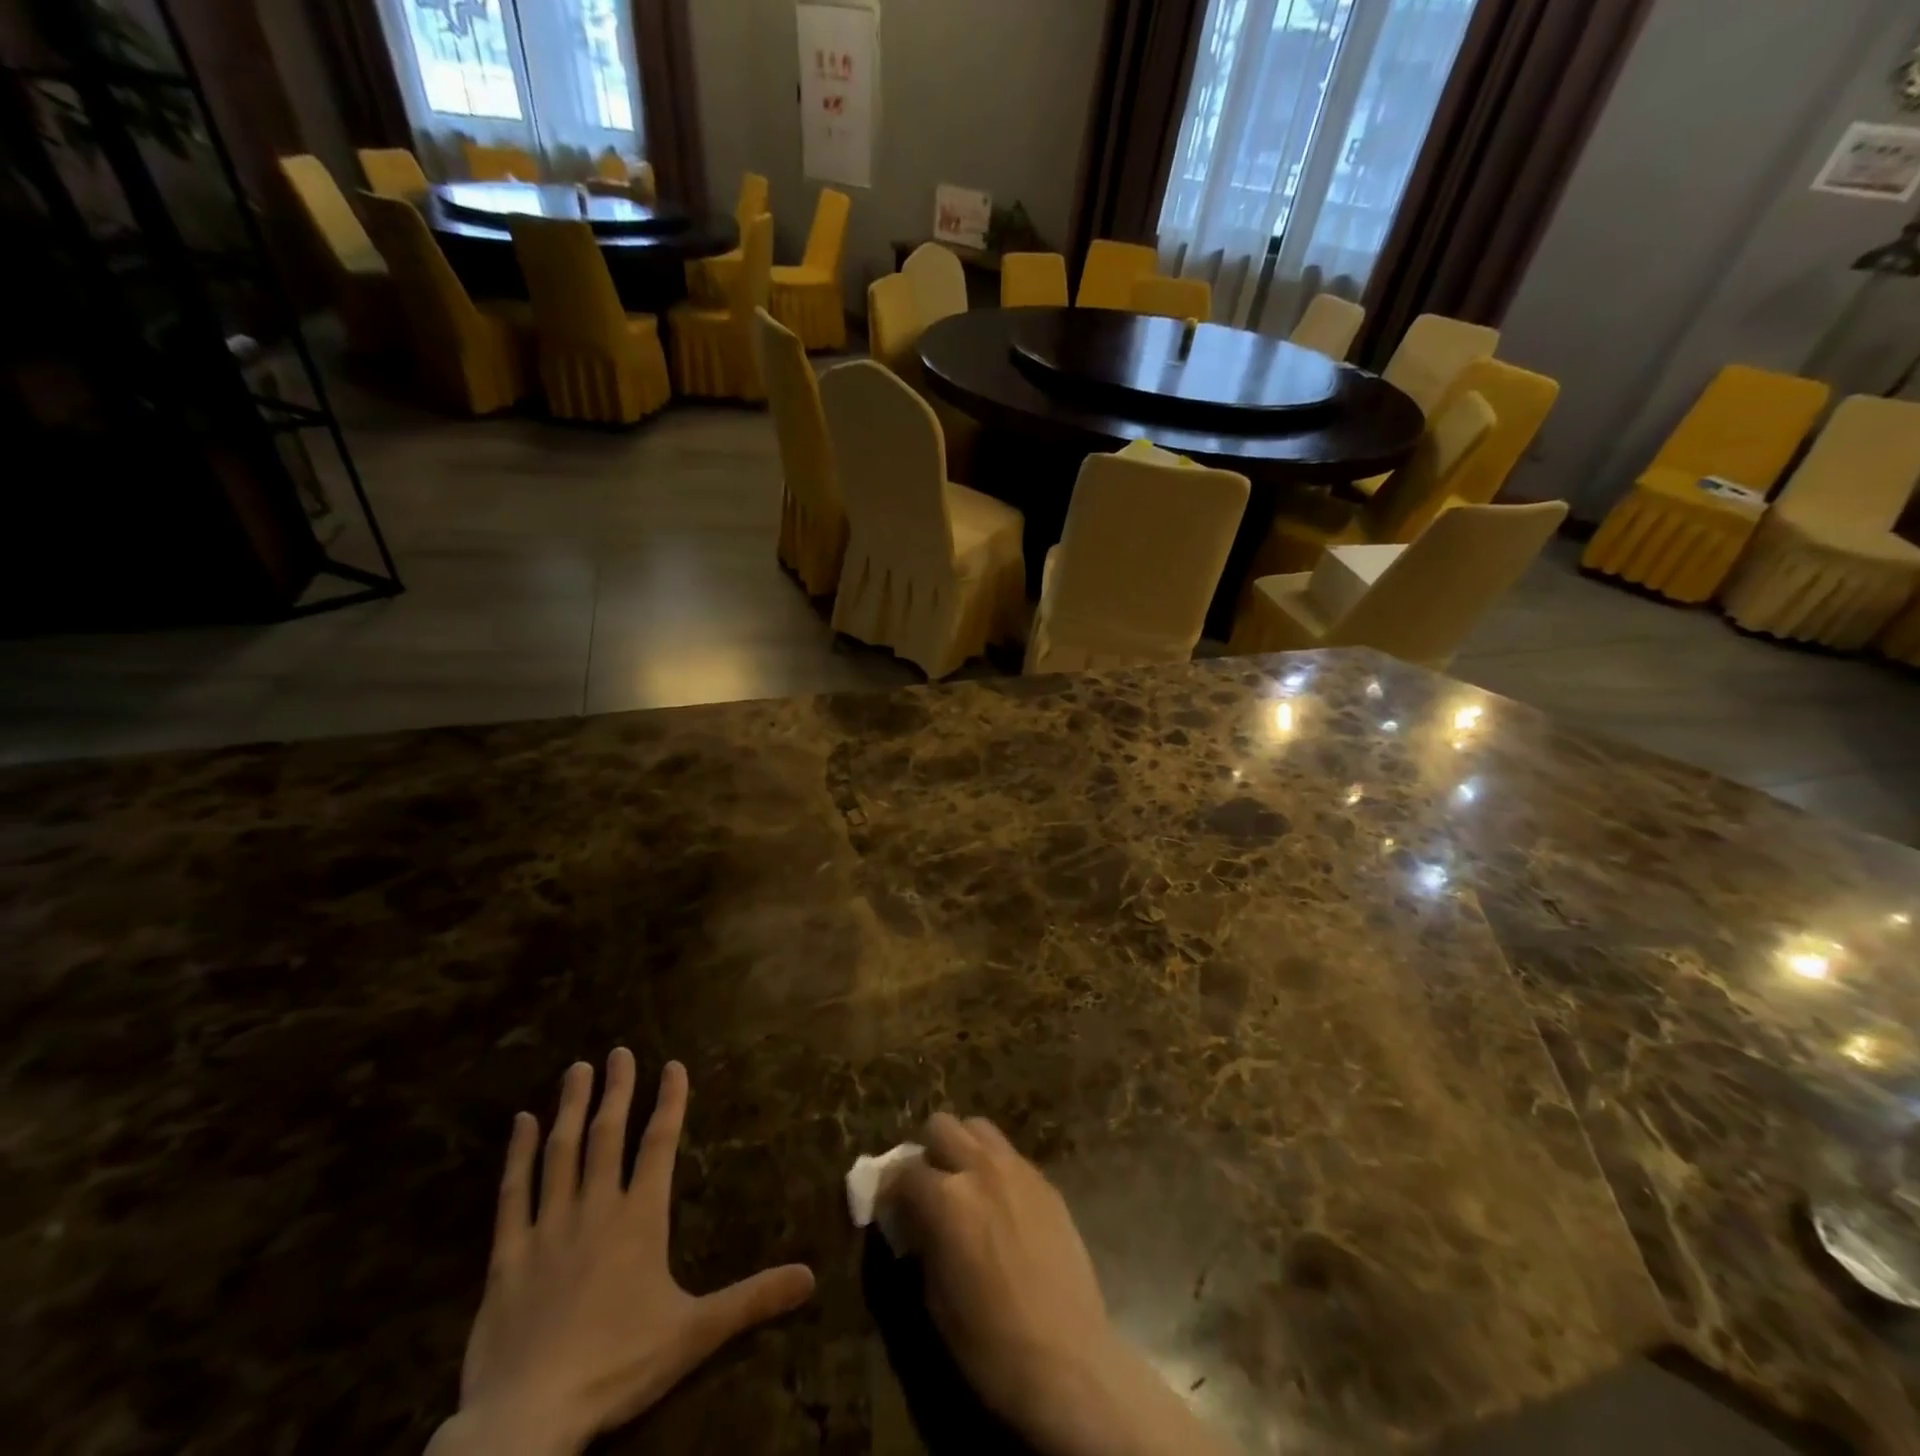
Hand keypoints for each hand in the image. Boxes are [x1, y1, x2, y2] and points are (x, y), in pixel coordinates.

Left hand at [428, 1051, 815, 1455]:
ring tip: (577, 1069)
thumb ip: (752, 1300)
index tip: (673, 1065)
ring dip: (571, 1108)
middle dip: (617, 1090)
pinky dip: (517, 1155)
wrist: (528, 1419)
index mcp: (640, 1219)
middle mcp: (595, 1209)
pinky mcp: (507, 1256)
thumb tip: (811, 1277)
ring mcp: (547, 1228)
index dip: (669, 1102)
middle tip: (619, 1051)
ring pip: (561, 1153)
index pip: (659, 1145)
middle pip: (608, 1136)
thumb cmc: (618, 1366)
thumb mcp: (695, 1333)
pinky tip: (520, 1124)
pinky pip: (512, 1194)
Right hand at [881, 1114, 1225, 1455]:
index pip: (904, 1170)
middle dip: (927, 1151)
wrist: (1067, 1361)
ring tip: (963, 1185)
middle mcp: (980, 1168)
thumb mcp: (935, 1298)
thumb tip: (912, 1220)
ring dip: (962, 1147)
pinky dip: (993, 1165)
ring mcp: (1018, 1169)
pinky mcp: (1046, 1182)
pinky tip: (999, 1203)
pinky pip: (1009, 1154)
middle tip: (927, 1189)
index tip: (890, 1209)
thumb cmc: (990, 1343)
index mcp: (946, 1198)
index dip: (890, 1190)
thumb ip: (921, 1241)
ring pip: (978, 1128)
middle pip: (941, 1126)